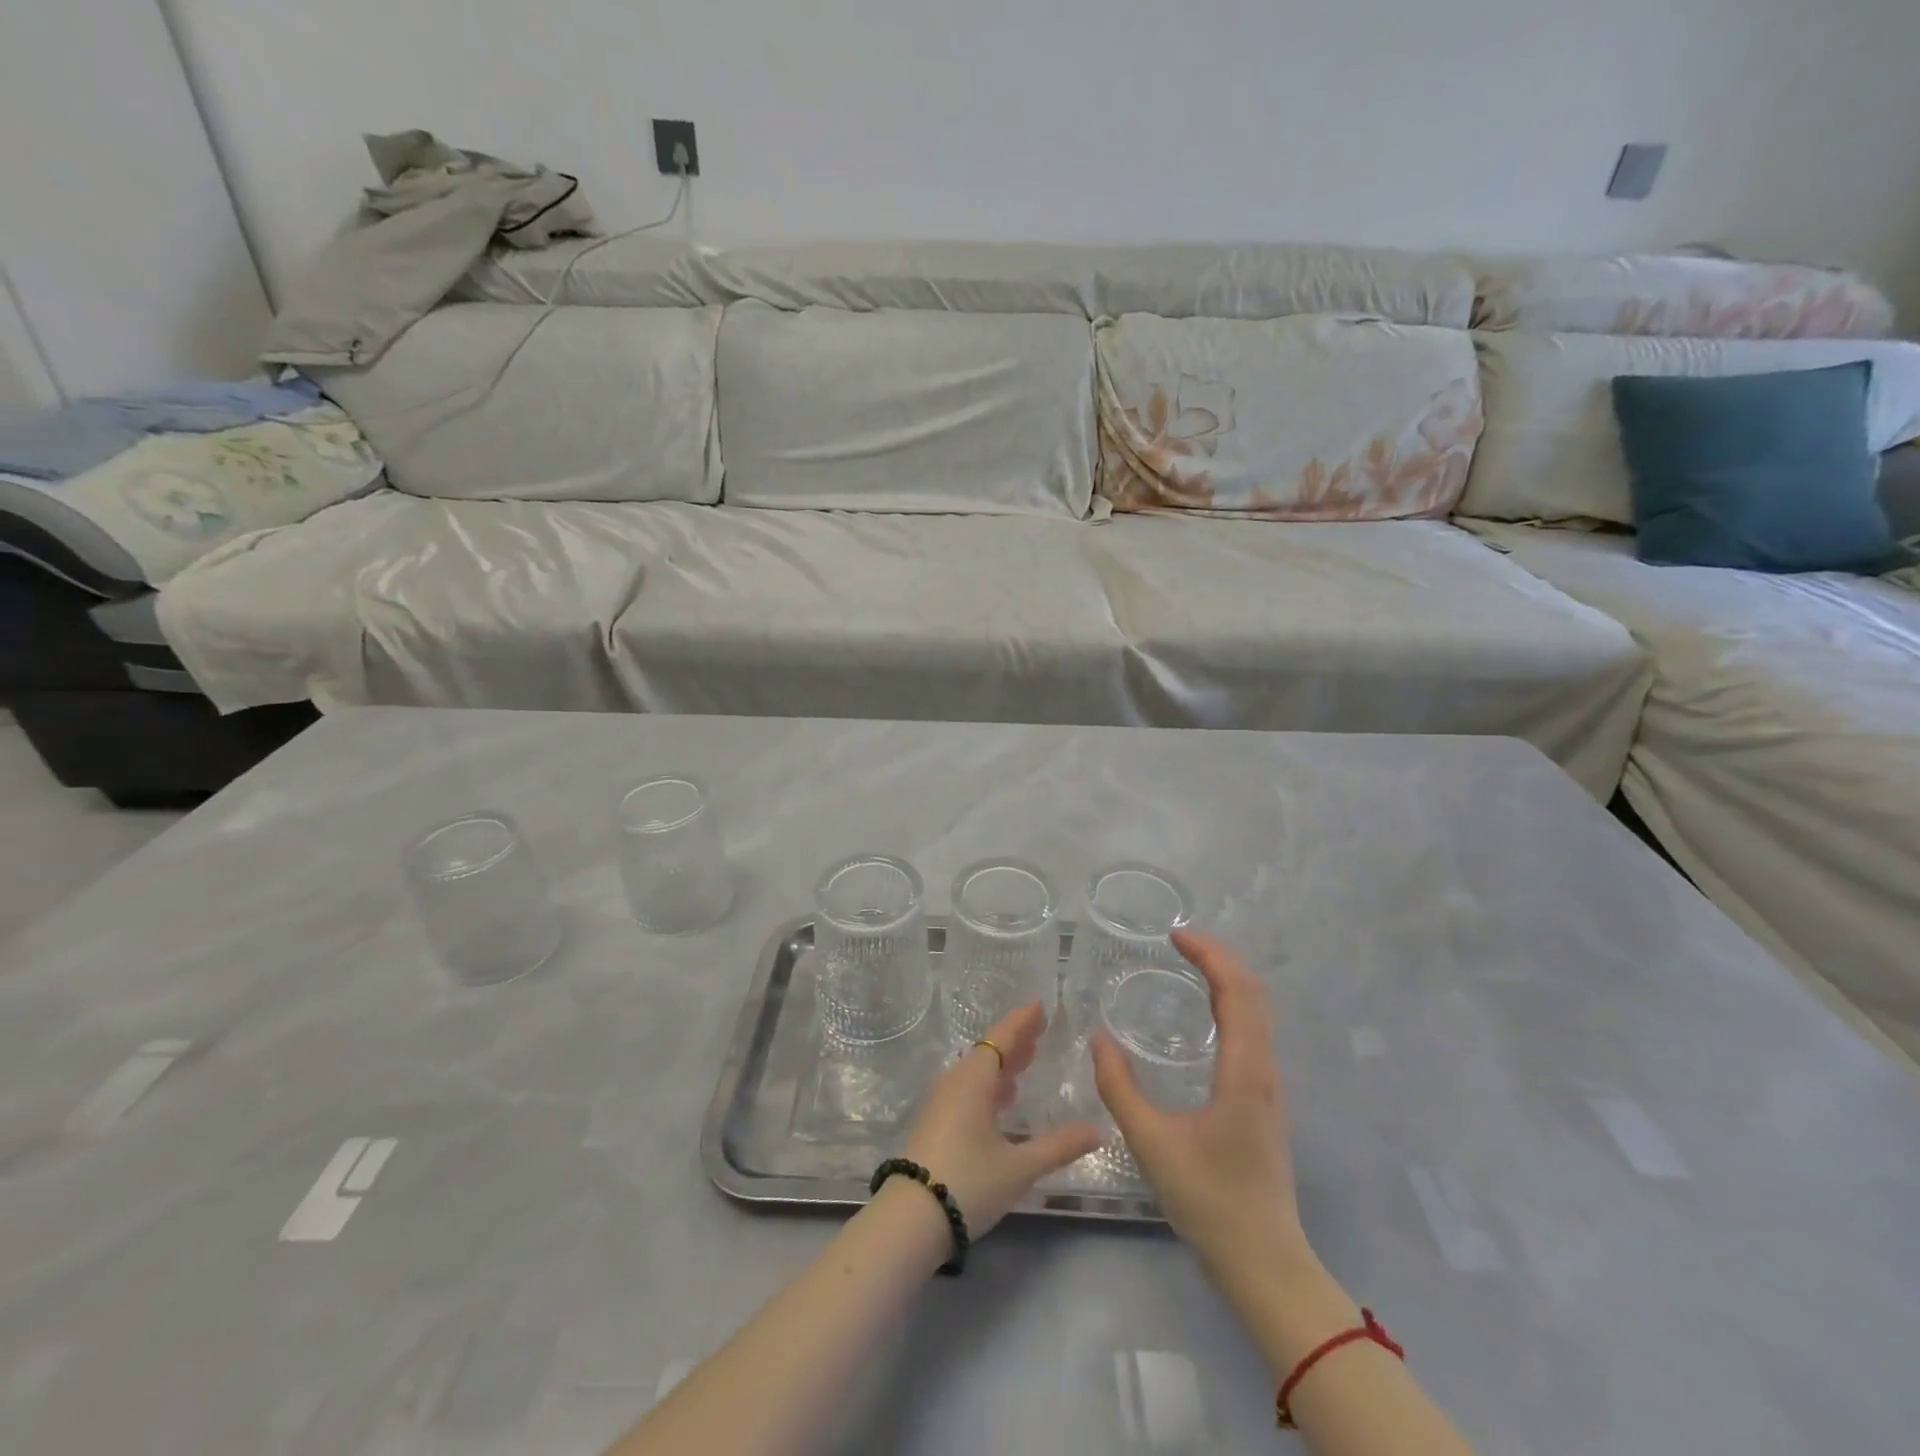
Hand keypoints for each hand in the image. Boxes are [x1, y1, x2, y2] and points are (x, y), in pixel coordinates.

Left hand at [904, 1001, 1099, 1237]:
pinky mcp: (937, 1122)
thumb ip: (1059, 1147)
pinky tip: (1003, 1098)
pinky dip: (991, 1083)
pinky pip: (969, 1088)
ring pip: (978, 1070)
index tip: (1040, 1006)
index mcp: (974, 1080)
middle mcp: (956, 1082)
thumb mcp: (1019, 1167)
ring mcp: (943, 1103)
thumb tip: (1097, 1130)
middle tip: (1041, 1028)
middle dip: (1016, 1039)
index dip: (1022, 1022)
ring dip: (1003, 1062)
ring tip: (1027, 1058)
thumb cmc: (968, 1183)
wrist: (910, 1219)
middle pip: (989, 1051)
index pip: (1002, 1039)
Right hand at [1092, 930, 1305, 1273]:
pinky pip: (1253, 1032)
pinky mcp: (1264, 1101)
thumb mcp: (1152, 1143)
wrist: (1265, 1262)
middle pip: (1253, 993)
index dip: (1209, 955)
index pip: (1237, 991)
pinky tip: (1205, 1015)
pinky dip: (1231, 1004)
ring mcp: (1269, 1086)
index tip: (1174, 936)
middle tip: (1179, 942)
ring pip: (1258, 1013)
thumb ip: (1120, 1089)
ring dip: (1228, 980)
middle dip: (1219, 958)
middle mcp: (1264, 1070)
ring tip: (1189, 966)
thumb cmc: (1210, 1201)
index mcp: (1244, 1072)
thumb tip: (1099, 1039)